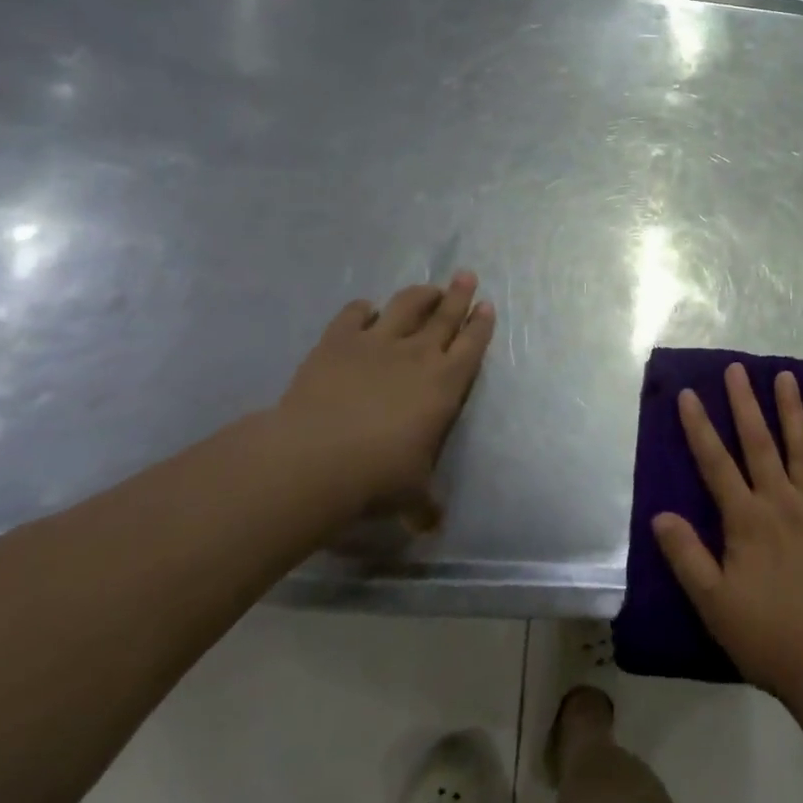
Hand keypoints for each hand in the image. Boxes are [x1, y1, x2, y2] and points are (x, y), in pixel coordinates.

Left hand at [262, 272, 494, 521]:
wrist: (317, 458)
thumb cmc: (378, 476)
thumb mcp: (411, 495)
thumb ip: (425, 505)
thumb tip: (433, 527)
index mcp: (445, 384)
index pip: (471, 345)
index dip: (480, 324)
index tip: (486, 305)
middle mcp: (417, 354)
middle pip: (445, 315)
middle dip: (458, 294)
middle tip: (466, 275)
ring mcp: (376, 342)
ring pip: (406, 305)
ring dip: (420, 294)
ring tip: (427, 287)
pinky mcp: (338, 340)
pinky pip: (354, 314)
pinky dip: (362, 309)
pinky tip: (365, 310)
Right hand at [653, 363, 802, 704]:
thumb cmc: (769, 636)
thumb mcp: (714, 604)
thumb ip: (687, 556)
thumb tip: (659, 514)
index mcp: (747, 520)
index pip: (716, 463)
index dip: (700, 427)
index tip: (690, 394)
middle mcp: (782, 502)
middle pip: (759, 443)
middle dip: (745, 403)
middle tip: (737, 368)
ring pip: (802, 448)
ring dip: (791, 410)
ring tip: (785, 376)